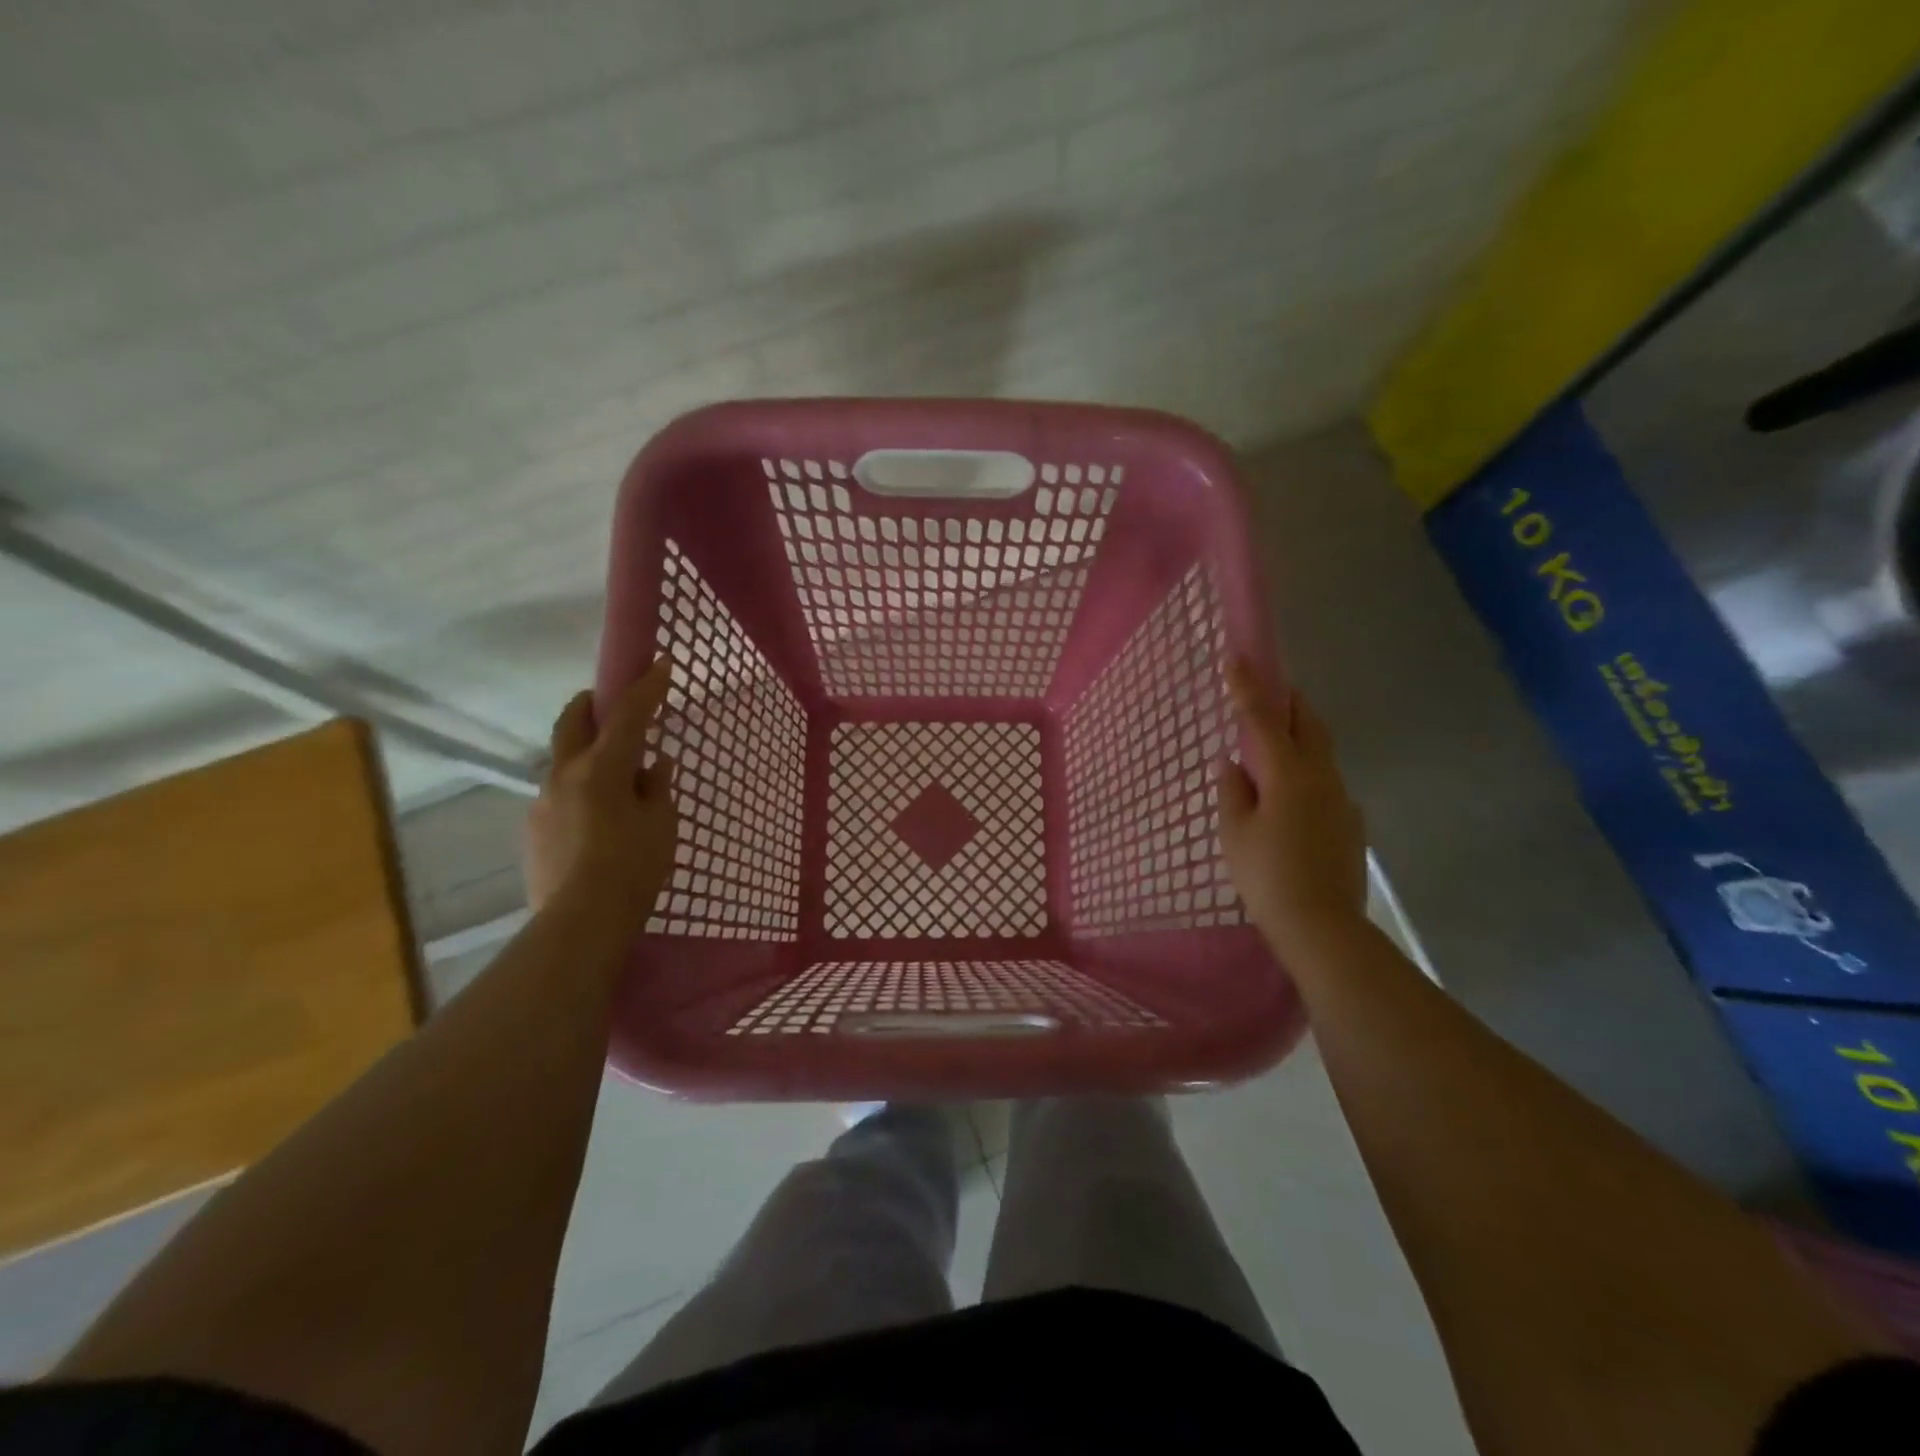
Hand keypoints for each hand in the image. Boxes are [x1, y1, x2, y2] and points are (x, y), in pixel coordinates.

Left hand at [525, 658, 677, 929]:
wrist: (579, 923)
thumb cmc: (633, 868)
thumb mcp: (660, 825)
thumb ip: (656, 788)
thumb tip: (653, 766)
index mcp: (602, 768)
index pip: (628, 715)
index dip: (647, 688)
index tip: (661, 664)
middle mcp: (564, 775)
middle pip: (572, 722)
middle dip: (591, 704)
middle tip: (607, 702)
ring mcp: (542, 802)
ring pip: (563, 761)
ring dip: (586, 753)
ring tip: (614, 778)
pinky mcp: (533, 830)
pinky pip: (559, 795)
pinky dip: (579, 789)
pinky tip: (596, 819)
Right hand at [1215, 660, 1367, 954]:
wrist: (1322, 926)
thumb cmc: (1267, 876)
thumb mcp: (1234, 833)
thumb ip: (1233, 791)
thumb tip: (1234, 765)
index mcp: (1288, 774)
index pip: (1264, 720)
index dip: (1248, 688)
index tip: (1237, 657)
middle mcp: (1321, 777)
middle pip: (1308, 724)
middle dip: (1288, 700)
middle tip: (1269, 687)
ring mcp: (1342, 800)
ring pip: (1321, 752)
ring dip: (1300, 735)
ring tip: (1276, 740)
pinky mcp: (1350, 823)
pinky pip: (1326, 783)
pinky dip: (1308, 772)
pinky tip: (1293, 794)